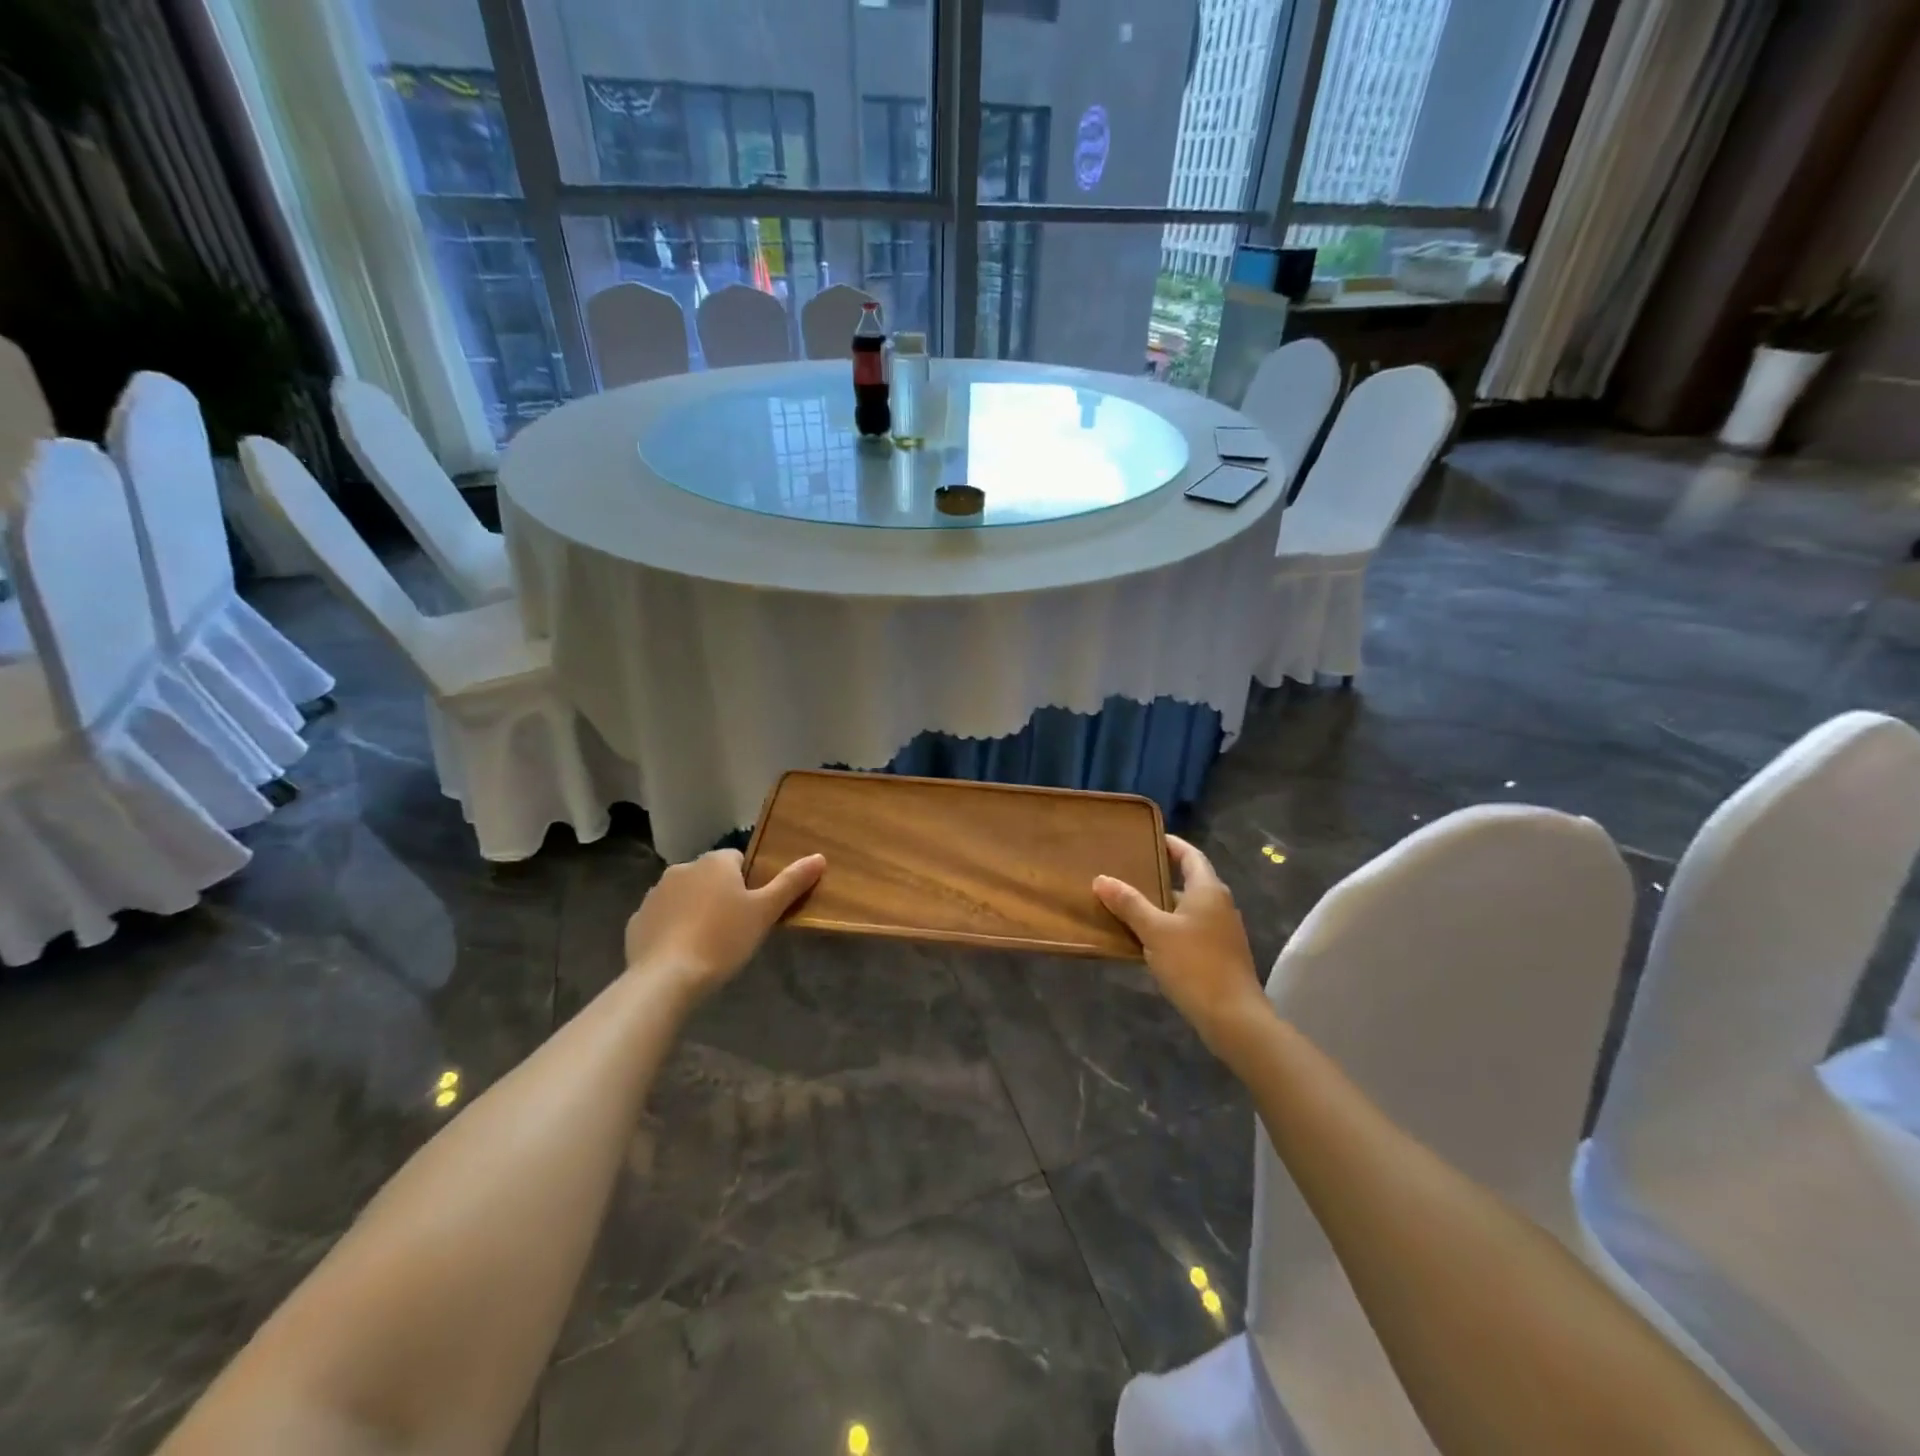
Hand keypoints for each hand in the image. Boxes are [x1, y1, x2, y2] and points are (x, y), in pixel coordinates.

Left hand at [624, 849, 824, 1001]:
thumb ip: (791, 883)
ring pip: (684, 896)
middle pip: (710, 877)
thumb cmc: (723, 939)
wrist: (666, 978)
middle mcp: (682, 868)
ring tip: (708, 944)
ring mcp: (654, 894)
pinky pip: (662, 918)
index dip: (749, 882)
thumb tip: (819, 857)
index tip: (754, 909)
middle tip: (735, 928)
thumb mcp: (765, 912)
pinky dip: (672, 929)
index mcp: (714, 862)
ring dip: (695, 910)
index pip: (738, 860)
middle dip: (721, 895)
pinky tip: (682, 954)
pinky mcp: (637, 921)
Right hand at [1094, 836, 1271, 1061]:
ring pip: (1189, 908)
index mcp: (1208, 890)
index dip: (1171, 844)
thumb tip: (1102, 879)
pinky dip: (1171, 926)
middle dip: (1160, 876)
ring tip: (1131, 905)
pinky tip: (1148, 939)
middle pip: (1189, 881)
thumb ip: (1129, 904)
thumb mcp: (1155, 931)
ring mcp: (1223, 931)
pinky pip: (1192, 929)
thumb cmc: (1194, 964)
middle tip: (1129, 873)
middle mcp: (1220, 904)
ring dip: (1163, 905)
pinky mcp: (1221, 954)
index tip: (1148, 838)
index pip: (1190, 855)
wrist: (1233, 1017)